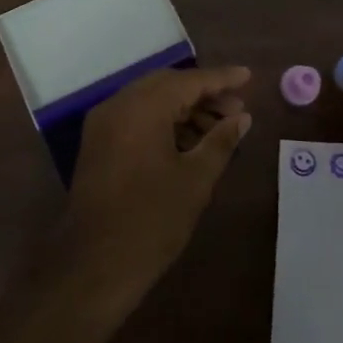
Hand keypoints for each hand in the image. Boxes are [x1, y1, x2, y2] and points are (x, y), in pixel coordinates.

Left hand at [52, 65, 252, 314]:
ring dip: (185, 110)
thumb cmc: (152, 220)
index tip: (248, 76)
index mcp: (142, 107)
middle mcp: (118, 105)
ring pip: (151, 102)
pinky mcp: (98, 144)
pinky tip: (190, 143)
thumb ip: (221, 141)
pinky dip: (164, 122)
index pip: (189, 81)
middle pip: (168, 86)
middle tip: (237, 109)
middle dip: (203, 94)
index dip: (221, 79)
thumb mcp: (196, 179)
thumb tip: (242, 118)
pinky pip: (136, 118)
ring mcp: (103, 124)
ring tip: (220, 130)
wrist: (93, 266)